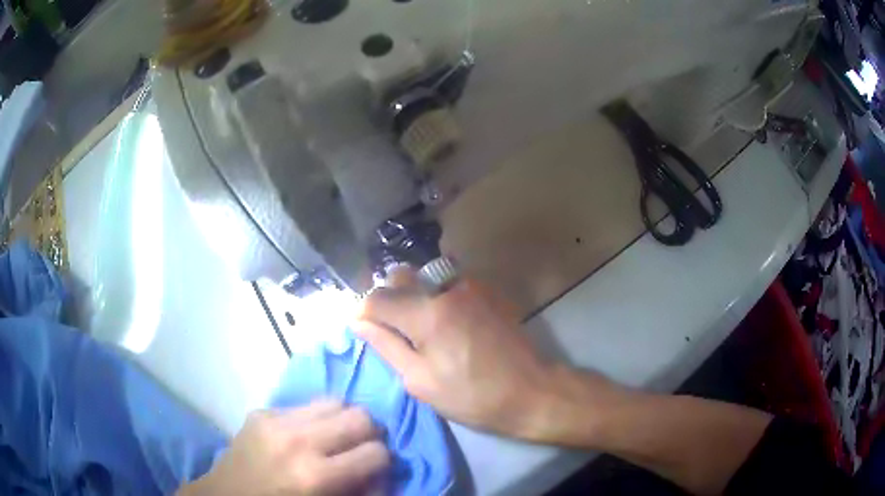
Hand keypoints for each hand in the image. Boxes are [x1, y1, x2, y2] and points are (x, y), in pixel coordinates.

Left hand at [179, 400, 389, 495]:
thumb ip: (359, 492)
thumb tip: (383, 474)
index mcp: (316, 475)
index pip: (376, 453)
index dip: (383, 462)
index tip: (375, 469)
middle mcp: (298, 441)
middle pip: (359, 416)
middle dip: (368, 434)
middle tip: (360, 448)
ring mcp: (275, 421)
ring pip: (334, 401)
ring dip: (342, 421)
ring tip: (334, 438)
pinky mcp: (261, 412)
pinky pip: (303, 405)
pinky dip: (314, 419)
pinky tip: (304, 436)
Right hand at [355, 270, 625, 443]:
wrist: (531, 391)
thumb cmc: (472, 396)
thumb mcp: (421, 381)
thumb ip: (386, 346)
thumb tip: (359, 322)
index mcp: (427, 314)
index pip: (377, 297)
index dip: (363, 312)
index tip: (362, 328)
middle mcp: (446, 289)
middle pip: (400, 276)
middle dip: (386, 297)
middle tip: (389, 328)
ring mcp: (470, 285)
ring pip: (425, 276)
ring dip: (412, 294)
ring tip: (417, 326)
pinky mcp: (487, 291)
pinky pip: (448, 282)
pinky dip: (436, 295)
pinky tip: (446, 322)